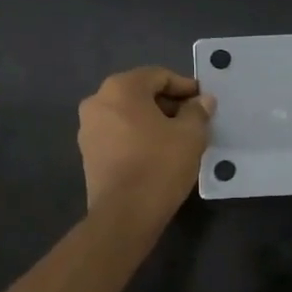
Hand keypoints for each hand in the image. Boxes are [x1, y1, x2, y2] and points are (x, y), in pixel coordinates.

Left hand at [78, 67, 214, 222]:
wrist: (124, 214)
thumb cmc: (160, 165)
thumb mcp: (190, 135)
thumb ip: (197, 111)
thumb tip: (202, 101)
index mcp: (121, 88)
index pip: (159, 76)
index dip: (185, 86)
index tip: (204, 101)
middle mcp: (98, 101)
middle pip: (140, 93)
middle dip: (168, 104)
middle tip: (193, 120)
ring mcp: (88, 128)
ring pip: (128, 114)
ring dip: (153, 121)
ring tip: (177, 138)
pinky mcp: (87, 153)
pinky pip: (118, 134)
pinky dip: (137, 136)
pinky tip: (157, 153)